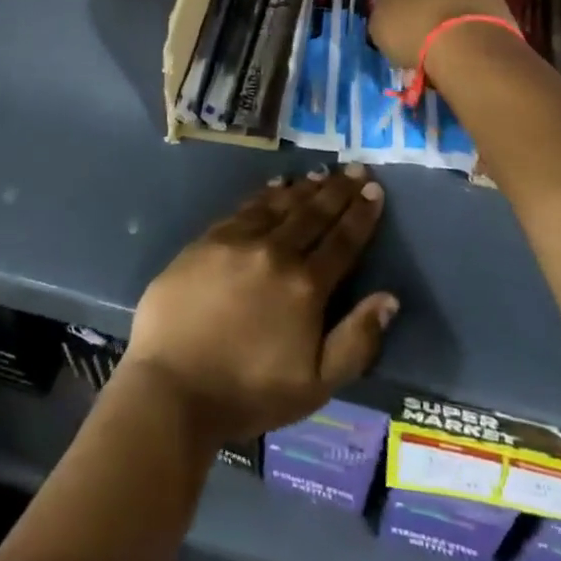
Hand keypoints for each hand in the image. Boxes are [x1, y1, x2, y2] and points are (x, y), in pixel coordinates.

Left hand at [123, 167, 398, 442]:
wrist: (171, 386)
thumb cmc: (247, 392)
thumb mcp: (315, 385)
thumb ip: (356, 341)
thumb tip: (389, 299)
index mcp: (306, 286)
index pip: (342, 241)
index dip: (361, 215)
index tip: (374, 190)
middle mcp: (276, 252)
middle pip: (314, 214)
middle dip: (339, 190)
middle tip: (356, 168)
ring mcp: (238, 241)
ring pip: (281, 205)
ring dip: (306, 188)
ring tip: (323, 173)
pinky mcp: (208, 240)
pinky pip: (246, 207)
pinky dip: (267, 194)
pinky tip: (276, 186)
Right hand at [370, 0, 515, 67]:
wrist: (468, 45)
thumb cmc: (411, 29)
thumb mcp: (379, 24)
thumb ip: (384, 8)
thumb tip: (390, 10)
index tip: (390, 1)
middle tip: (416, 13)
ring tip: (442, 30)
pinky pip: (475, 0)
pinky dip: (468, 13)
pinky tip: (462, 37)